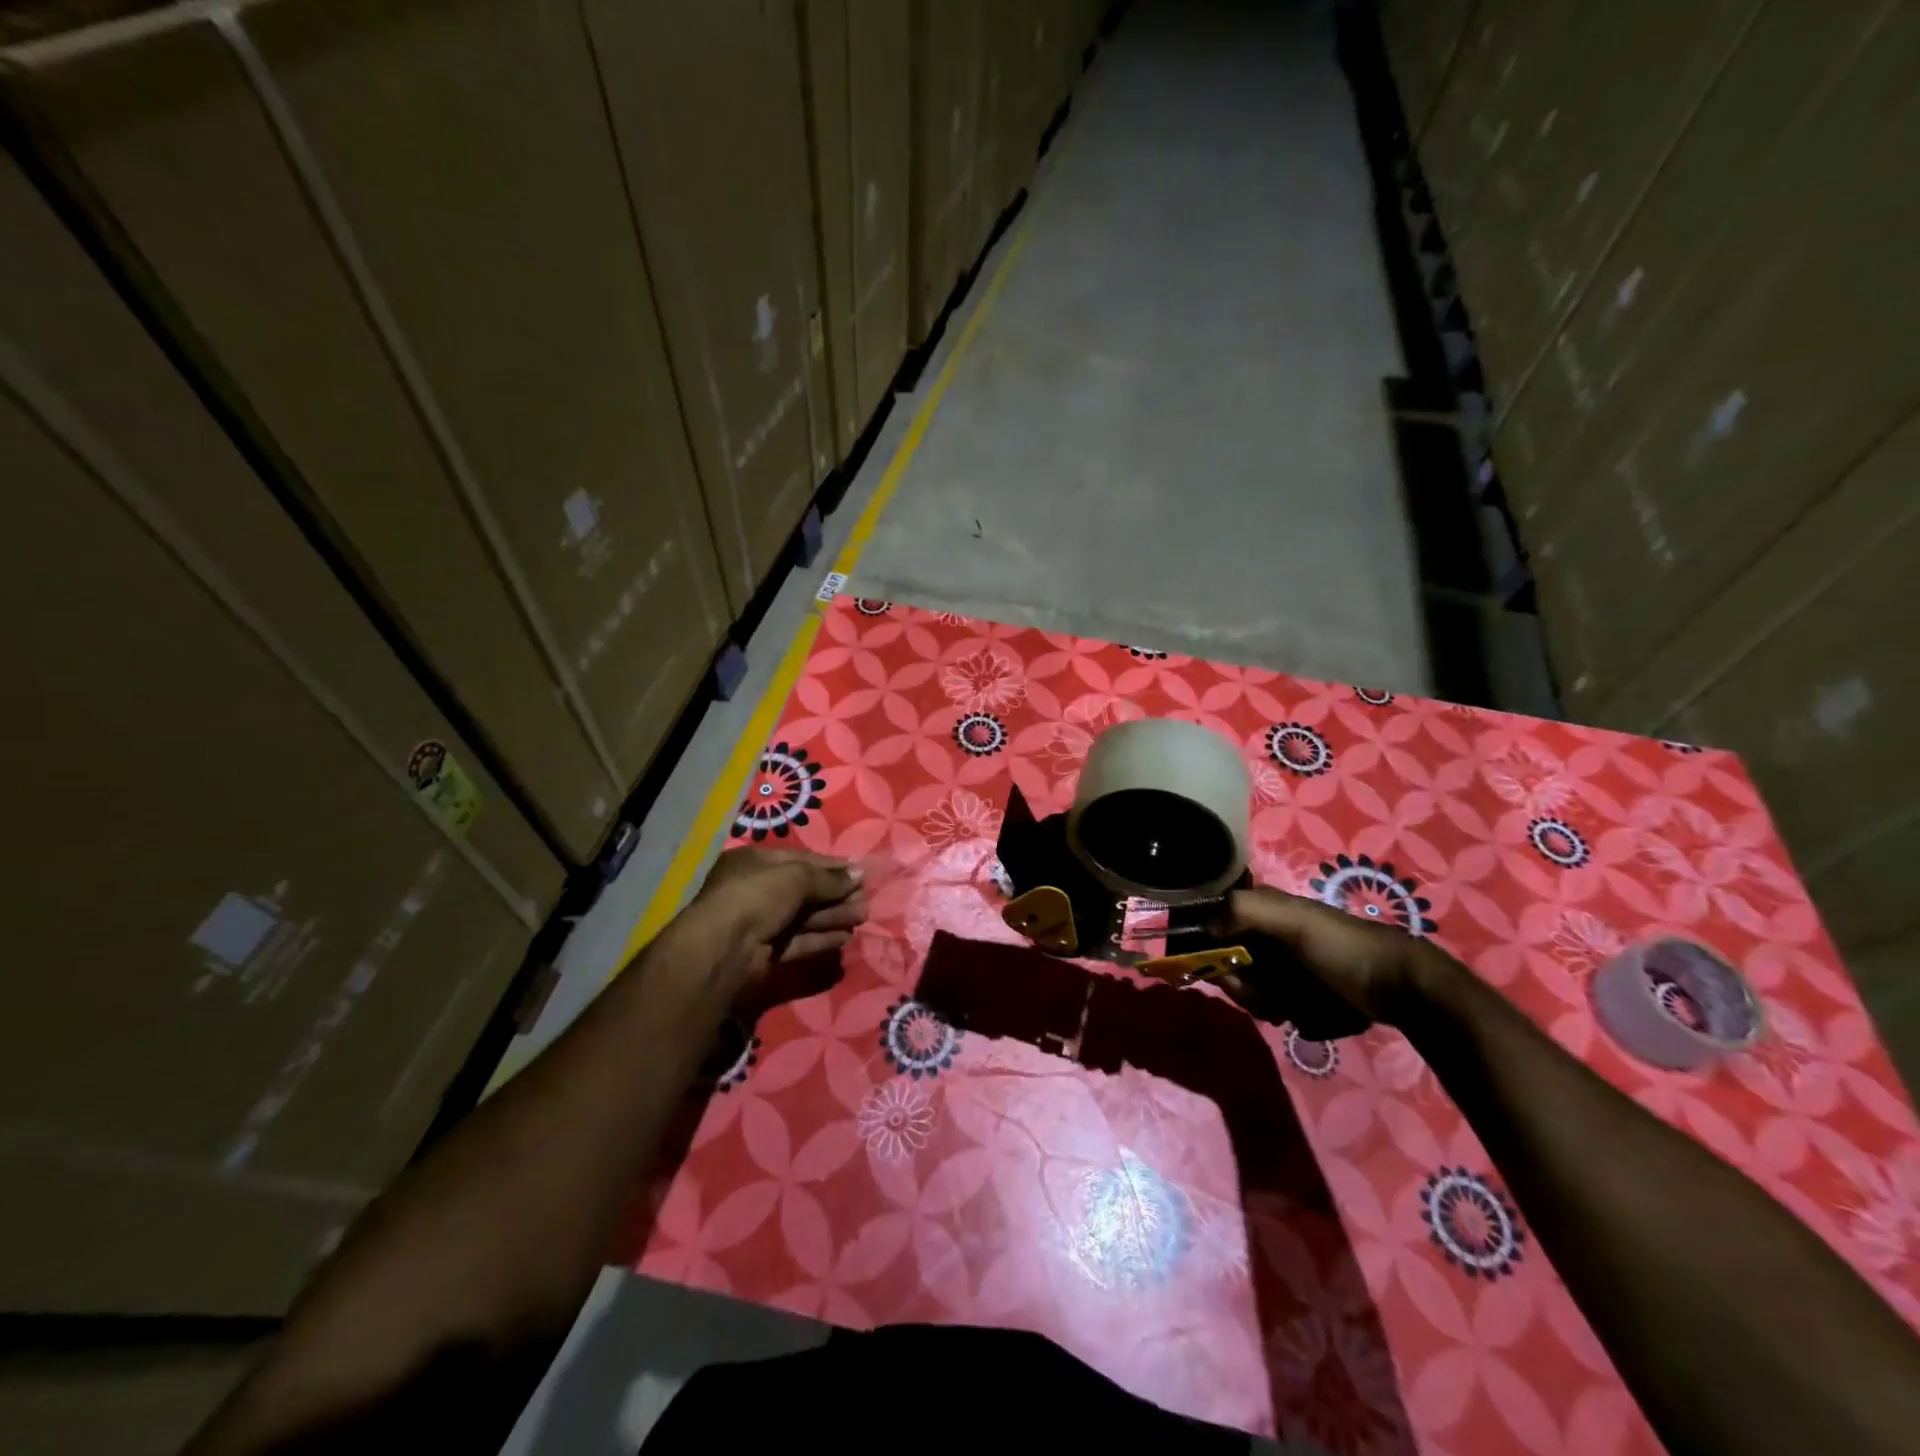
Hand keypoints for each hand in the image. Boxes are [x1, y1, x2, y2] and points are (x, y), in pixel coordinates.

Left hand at [691, 848, 866, 977]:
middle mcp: (756, 890)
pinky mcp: (766, 951)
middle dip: (835, 894)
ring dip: (833, 916)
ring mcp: (760, 922)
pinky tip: (845, 937)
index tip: (859, 873)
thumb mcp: (795, 877)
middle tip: (864, 899)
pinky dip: (821, 938)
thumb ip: (829, 878)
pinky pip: (799, 940)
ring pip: (804, 916)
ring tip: (862, 917)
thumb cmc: (756, 896)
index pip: (800, 860)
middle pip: (804, 890)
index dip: (831, 866)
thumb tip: (860, 873)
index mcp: (755, 862)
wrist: (723, 948)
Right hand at [1210, 885, 1442, 1028]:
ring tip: (1295, 1006)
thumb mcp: (1294, 919)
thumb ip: (1245, 910)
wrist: (1400, 985)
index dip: (1211, 955)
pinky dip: (1288, 1013)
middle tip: (1272, 997)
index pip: (1213, 931)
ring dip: (1267, 1003)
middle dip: (1246, 988)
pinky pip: (1277, 1007)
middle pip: (1230, 968)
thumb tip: (1205, 925)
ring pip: (1252, 992)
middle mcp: (1267, 937)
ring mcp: (1285, 967)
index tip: (1225, 974)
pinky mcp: (1302, 993)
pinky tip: (1308, 1015)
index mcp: (1261, 912)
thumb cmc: (1341, 946)